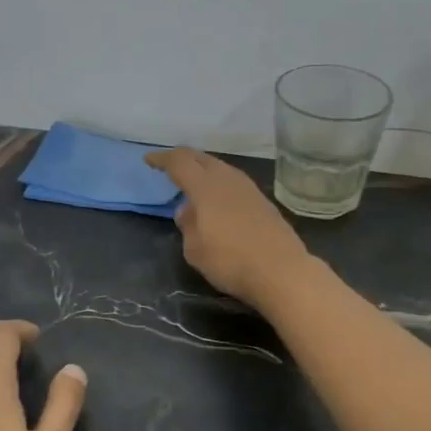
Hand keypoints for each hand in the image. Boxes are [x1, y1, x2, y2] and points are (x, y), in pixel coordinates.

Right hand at [146, 148, 311, 309]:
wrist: (281, 271)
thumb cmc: (230, 261)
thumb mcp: (194, 249)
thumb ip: (187, 225)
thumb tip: (188, 210)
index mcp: (205, 186)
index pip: (179, 162)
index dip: (162, 159)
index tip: (149, 160)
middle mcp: (228, 179)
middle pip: (202, 159)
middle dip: (183, 159)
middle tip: (169, 166)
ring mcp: (249, 189)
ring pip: (220, 169)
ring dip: (204, 171)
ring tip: (193, 182)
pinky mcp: (263, 202)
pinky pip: (233, 183)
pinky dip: (219, 184)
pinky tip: (217, 199)